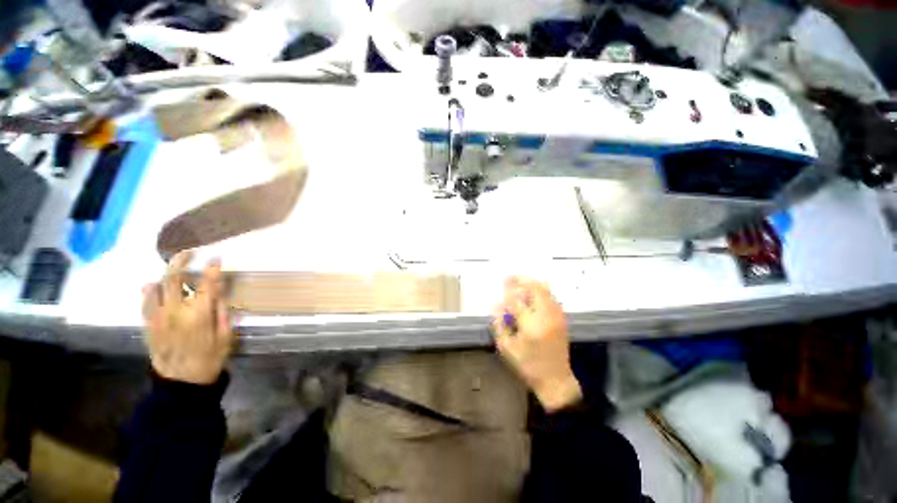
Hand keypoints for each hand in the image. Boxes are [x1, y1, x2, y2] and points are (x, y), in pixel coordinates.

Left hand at [142, 251, 234, 384]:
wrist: (181, 381)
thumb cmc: (210, 357)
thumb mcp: (226, 334)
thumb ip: (222, 310)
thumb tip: (218, 291)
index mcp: (200, 314)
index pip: (207, 284)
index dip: (212, 268)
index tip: (216, 257)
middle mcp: (176, 311)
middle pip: (174, 278)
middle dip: (181, 261)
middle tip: (188, 252)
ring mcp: (158, 316)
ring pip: (156, 286)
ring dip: (165, 274)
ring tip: (172, 267)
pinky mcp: (148, 324)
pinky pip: (145, 301)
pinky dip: (149, 290)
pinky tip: (153, 285)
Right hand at [492, 277, 581, 412]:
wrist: (556, 381)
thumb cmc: (528, 366)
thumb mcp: (506, 348)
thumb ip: (499, 324)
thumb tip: (496, 305)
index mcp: (531, 326)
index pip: (516, 301)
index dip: (507, 292)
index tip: (500, 286)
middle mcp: (546, 317)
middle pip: (536, 289)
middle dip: (521, 280)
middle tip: (510, 277)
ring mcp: (556, 317)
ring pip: (546, 291)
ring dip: (531, 284)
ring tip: (519, 283)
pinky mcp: (562, 319)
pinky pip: (551, 297)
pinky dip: (541, 291)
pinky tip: (532, 294)